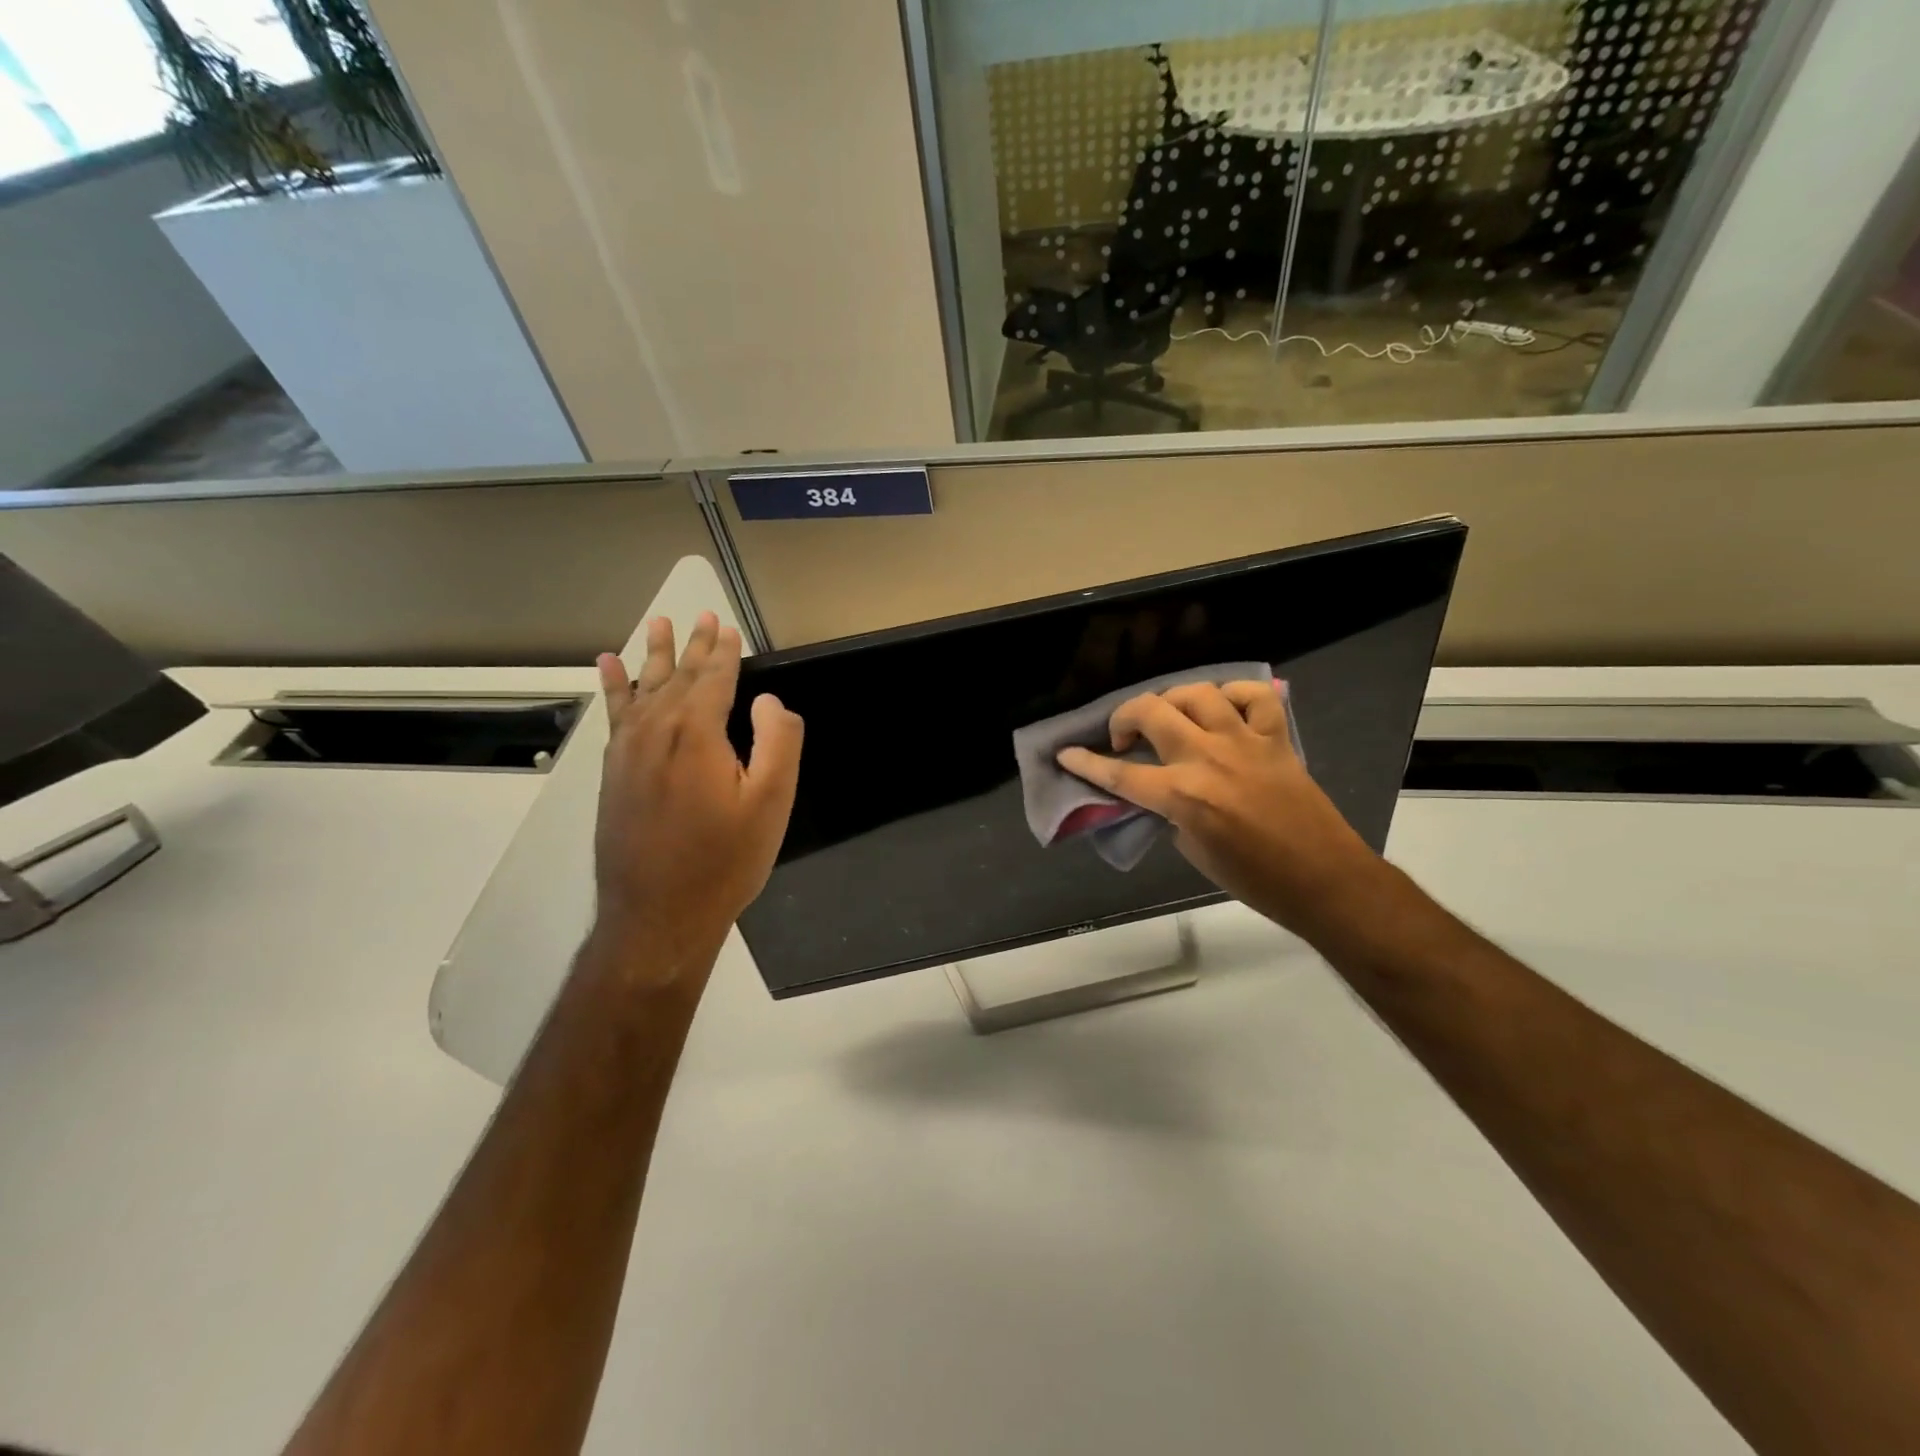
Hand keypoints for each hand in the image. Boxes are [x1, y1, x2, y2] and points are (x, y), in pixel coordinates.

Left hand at [591, 612, 801, 979]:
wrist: (658, 916)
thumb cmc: (725, 860)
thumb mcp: (771, 803)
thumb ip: (777, 741)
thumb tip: (768, 700)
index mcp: (697, 733)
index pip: (713, 677)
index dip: (723, 651)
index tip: (728, 626)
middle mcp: (656, 731)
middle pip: (677, 676)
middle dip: (692, 645)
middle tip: (700, 615)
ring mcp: (627, 752)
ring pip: (642, 689)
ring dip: (651, 655)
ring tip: (655, 623)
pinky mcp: (612, 773)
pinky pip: (614, 715)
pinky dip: (614, 687)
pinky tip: (609, 669)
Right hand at [1056, 680, 1381, 938]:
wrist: (1323, 880)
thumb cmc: (1254, 879)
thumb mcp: (1194, 851)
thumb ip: (1171, 812)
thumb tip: (1162, 792)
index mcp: (1182, 795)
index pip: (1119, 773)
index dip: (1086, 763)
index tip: (1066, 754)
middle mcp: (1207, 758)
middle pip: (1151, 712)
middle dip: (1124, 717)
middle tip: (1123, 737)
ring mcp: (1244, 742)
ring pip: (1197, 694)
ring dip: (1172, 700)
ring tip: (1169, 717)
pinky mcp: (1276, 739)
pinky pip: (1253, 697)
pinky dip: (1234, 695)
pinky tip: (1224, 709)